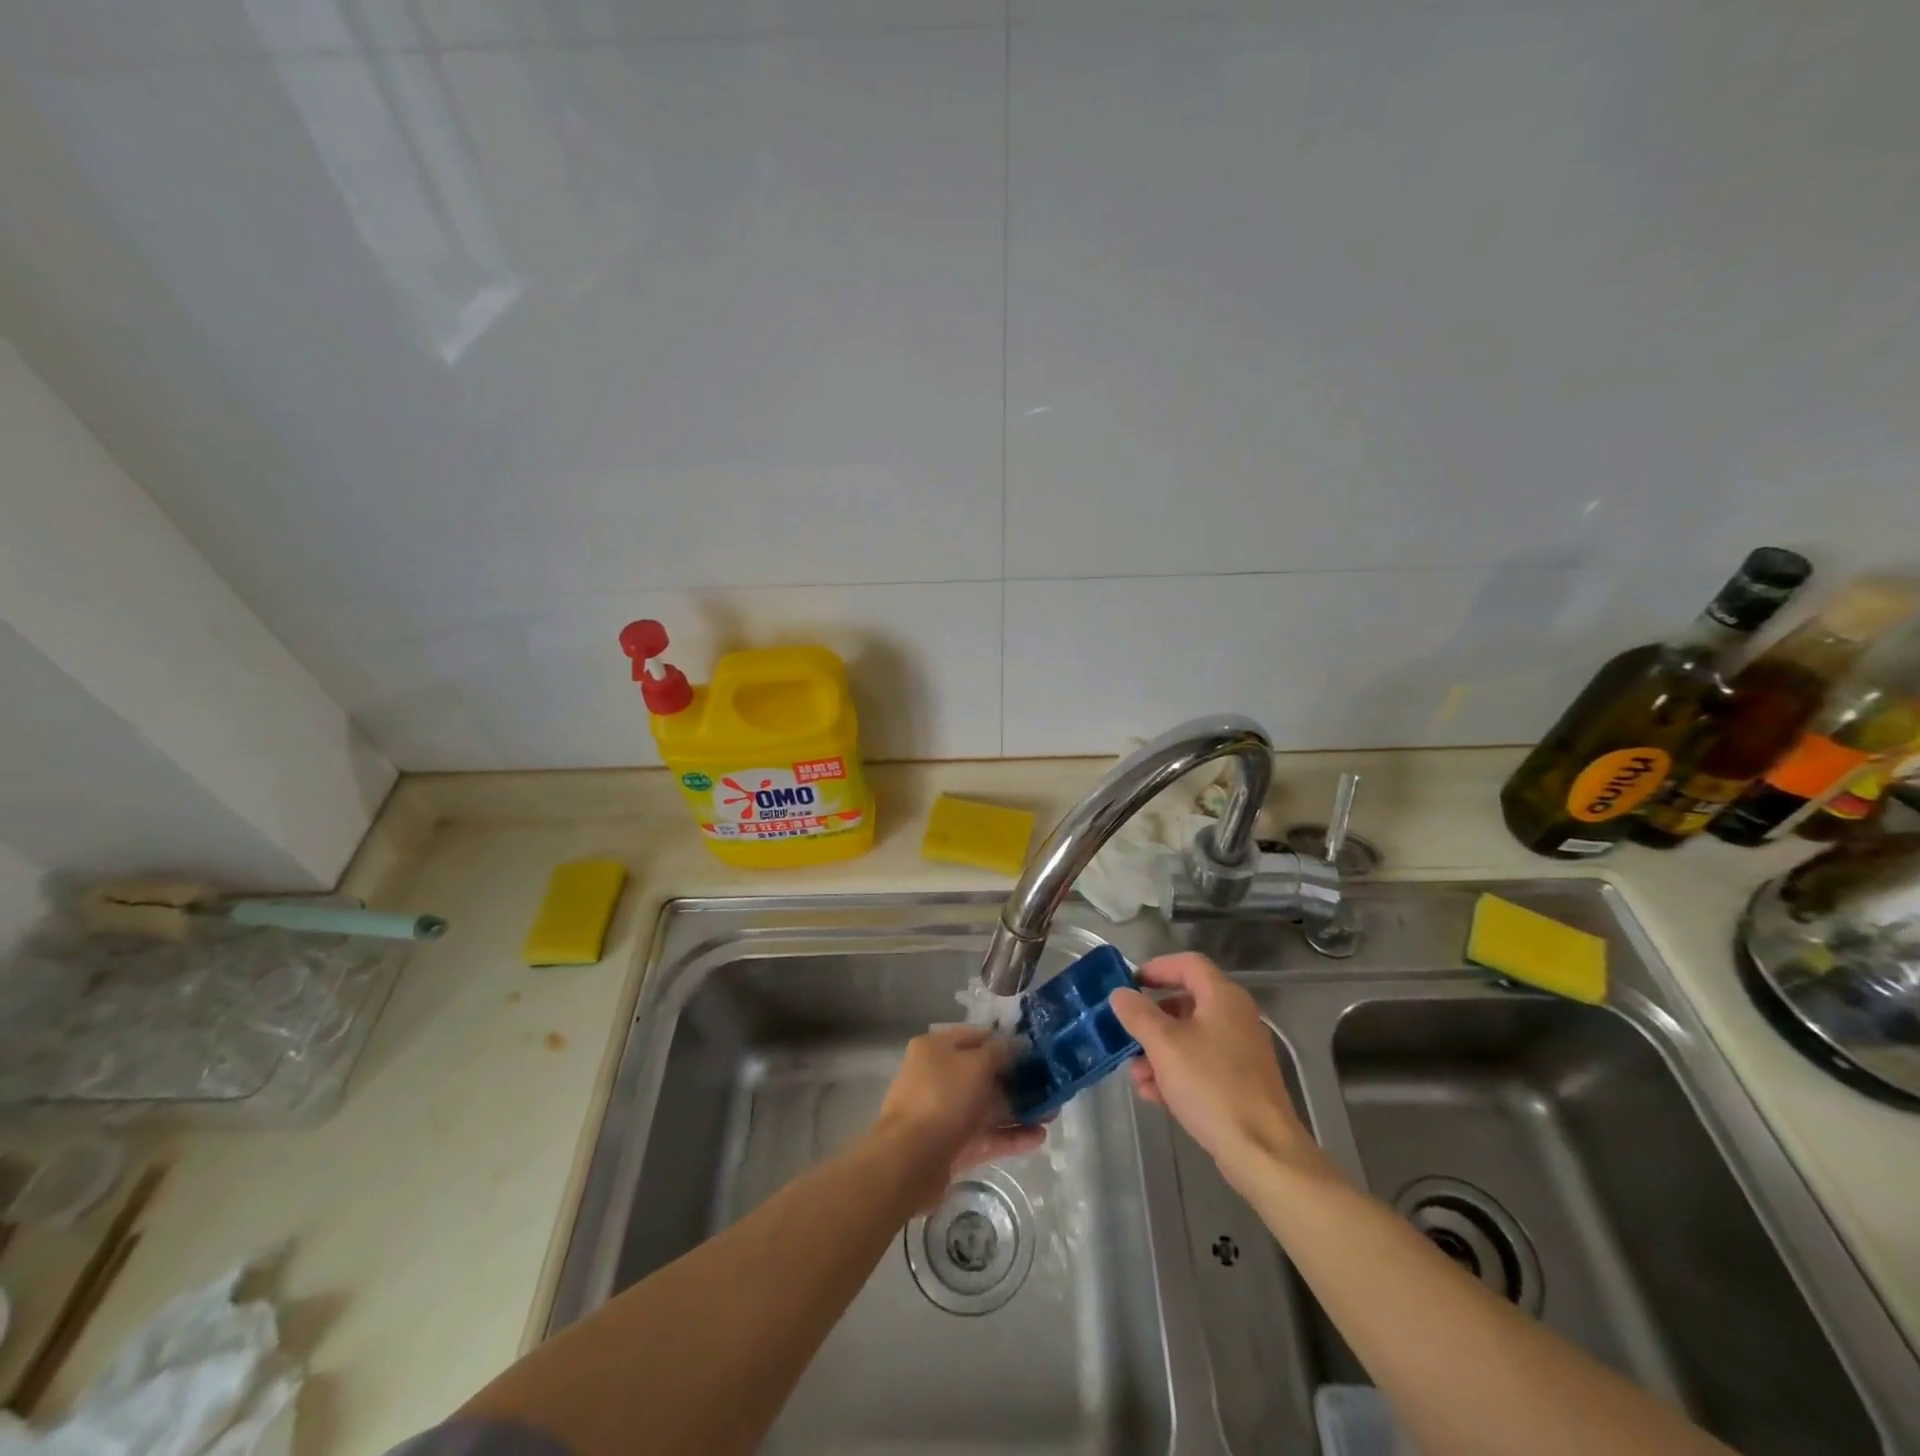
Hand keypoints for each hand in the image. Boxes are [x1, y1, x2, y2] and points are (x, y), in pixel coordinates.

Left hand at [871, 1026, 1044, 1208]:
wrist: (908, 1161)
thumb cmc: (942, 1099)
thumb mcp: (976, 1065)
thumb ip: (1000, 1052)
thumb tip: (1018, 1043)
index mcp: (936, 1048)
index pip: (977, 1037)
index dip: (1006, 1042)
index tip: (1036, 1052)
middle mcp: (938, 1076)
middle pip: (984, 1074)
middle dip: (1017, 1081)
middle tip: (1050, 1087)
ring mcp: (943, 1113)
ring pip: (987, 1107)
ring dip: (1018, 1111)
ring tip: (1052, 1115)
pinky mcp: (951, 1146)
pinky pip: (984, 1136)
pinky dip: (1009, 1136)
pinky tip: (1038, 1138)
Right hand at [1109, 953, 1319, 1186]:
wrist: (1261, 1151)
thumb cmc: (1211, 1085)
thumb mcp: (1164, 1045)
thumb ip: (1138, 1014)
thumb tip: (1121, 993)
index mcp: (1223, 997)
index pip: (1187, 964)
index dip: (1156, 968)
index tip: (1129, 983)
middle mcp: (1236, 1017)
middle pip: (1186, 1003)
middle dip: (1151, 1019)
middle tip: (1127, 1033)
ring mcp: (1241, 1052)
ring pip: (1190, 1038)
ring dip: (1158, 1051)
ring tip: (1136, 1075)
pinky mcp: (1241, 1083)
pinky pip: (1201, 1065)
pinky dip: (1176, 1072)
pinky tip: (1154, 1095)